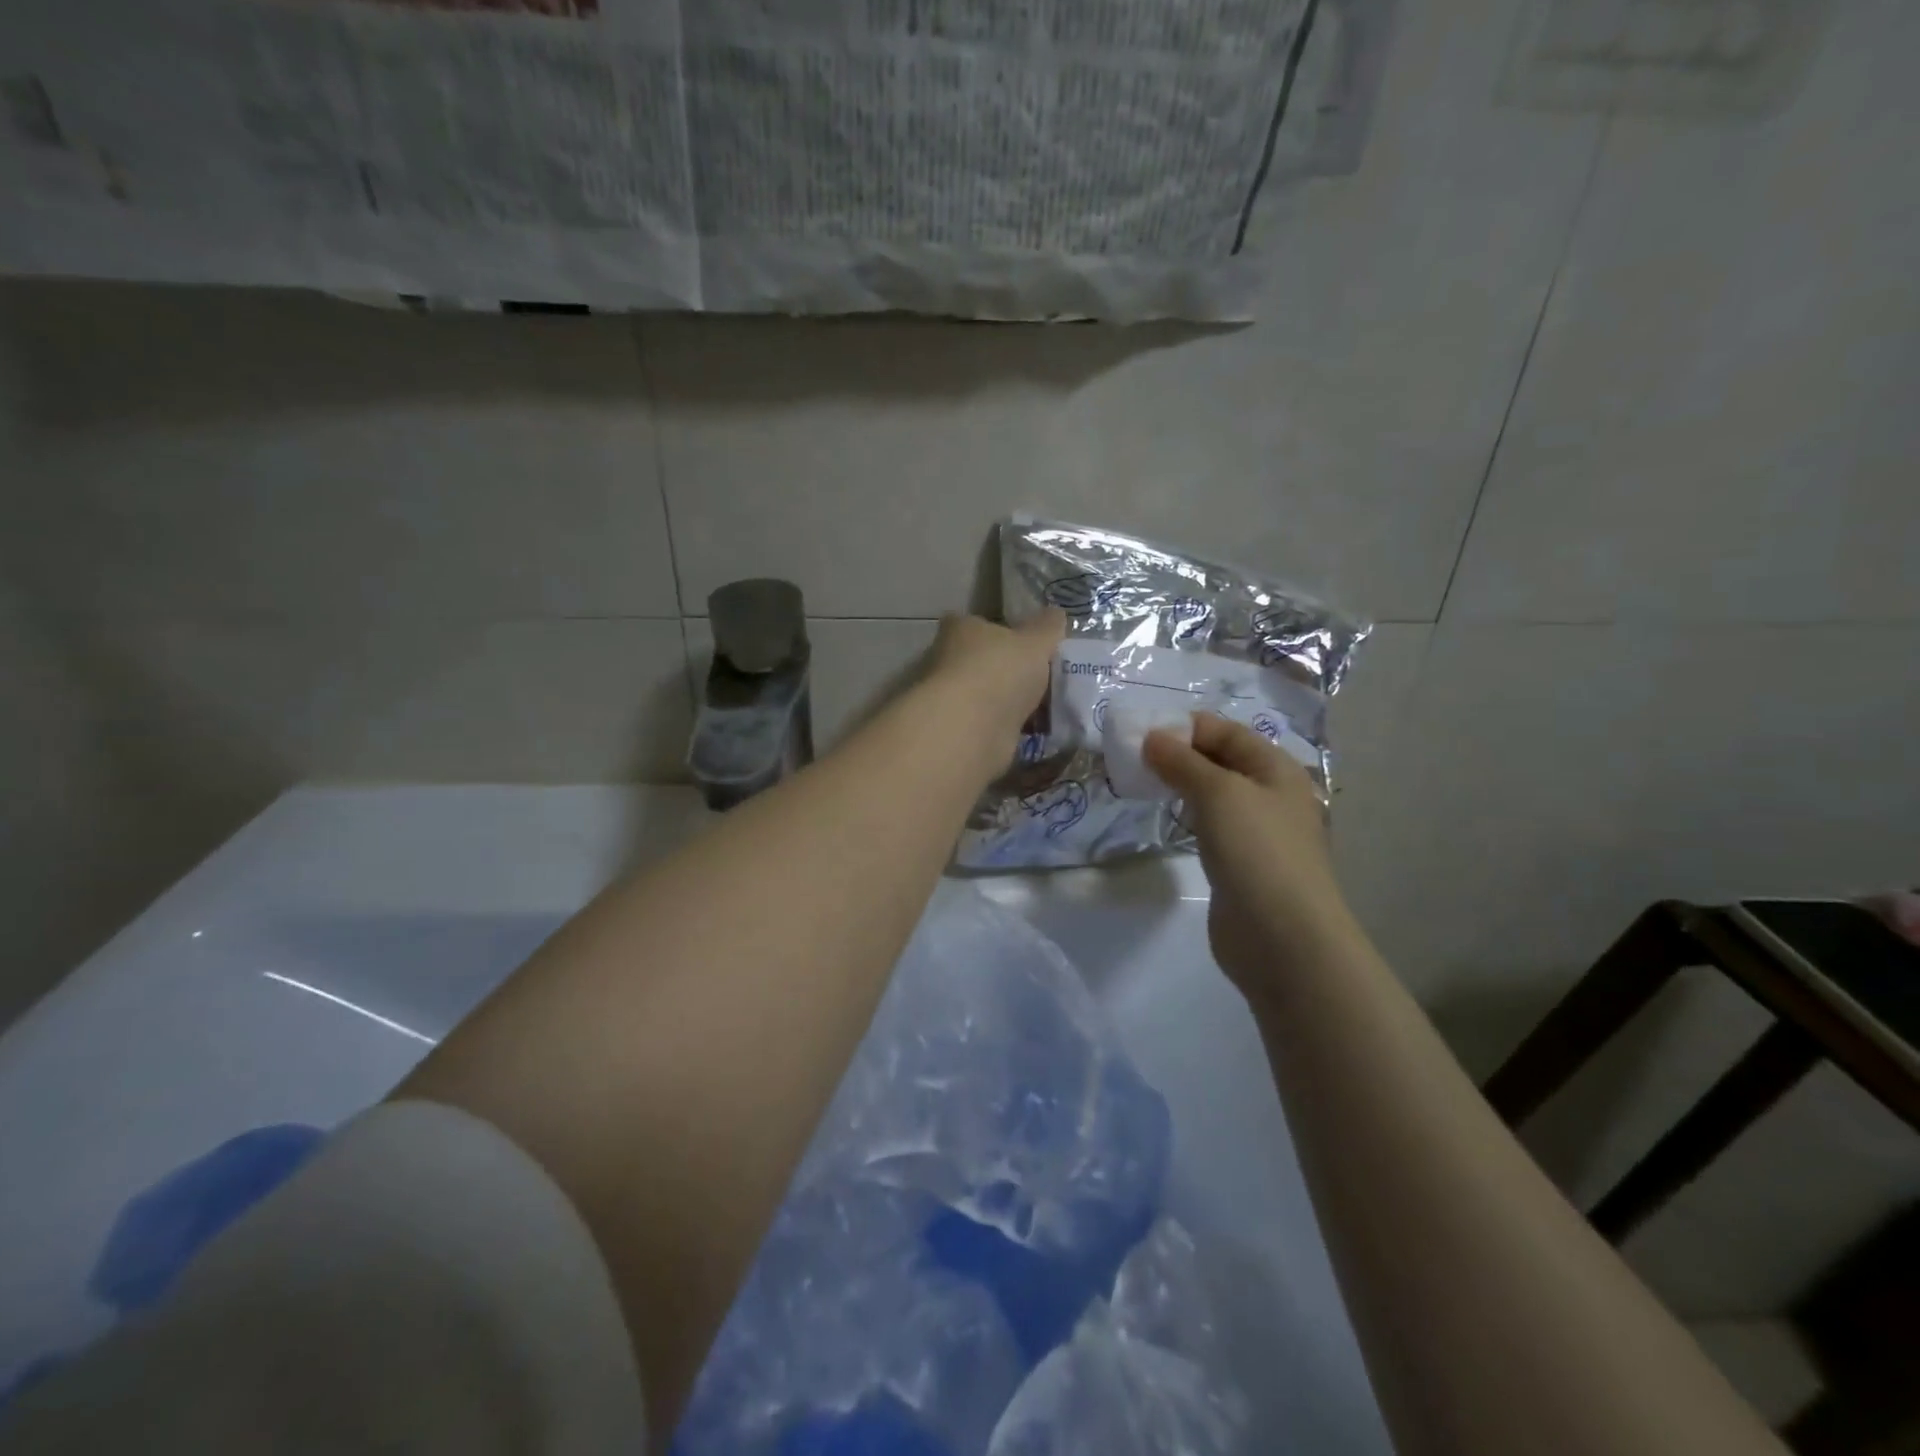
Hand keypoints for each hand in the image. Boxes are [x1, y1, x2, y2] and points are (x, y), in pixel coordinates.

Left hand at [922, 609, 1065, 770]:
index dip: (1002, 631)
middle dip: (1008, 671)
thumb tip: (1055, 614)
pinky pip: (991, 725)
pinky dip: (1009, 727)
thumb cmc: (1000, 671)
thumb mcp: (1036, 641)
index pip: (978, 623)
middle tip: (1043, 679)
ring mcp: (951, 699)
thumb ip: (1048, 627)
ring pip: (987, 696)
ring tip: (1047, 707)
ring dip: (1010, 702)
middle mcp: (947, 661)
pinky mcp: (960, 731)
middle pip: (982, 661)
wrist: (973, 729)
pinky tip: (1034, 731)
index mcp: (960, 629)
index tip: (1028, 644)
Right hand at [1144, 714, 1362, 996]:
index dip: (1184, 727)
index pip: (1225, 731)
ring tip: (1140, 784)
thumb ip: (1182, 762)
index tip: (1138, 733)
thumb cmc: (1256, 851)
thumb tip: (1152, 737)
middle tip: (1132, 759)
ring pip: (1212, 794)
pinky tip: (1165, 818)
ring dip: (1179, 785)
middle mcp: (1270, 793)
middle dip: (1177, 755)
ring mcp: (1257, 831)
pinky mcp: (1241, 863)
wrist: (1283, 937)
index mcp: (1276, 768)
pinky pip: (1210, 826)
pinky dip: (1186, 816)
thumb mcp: (1218, 792)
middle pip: (1219, 760)